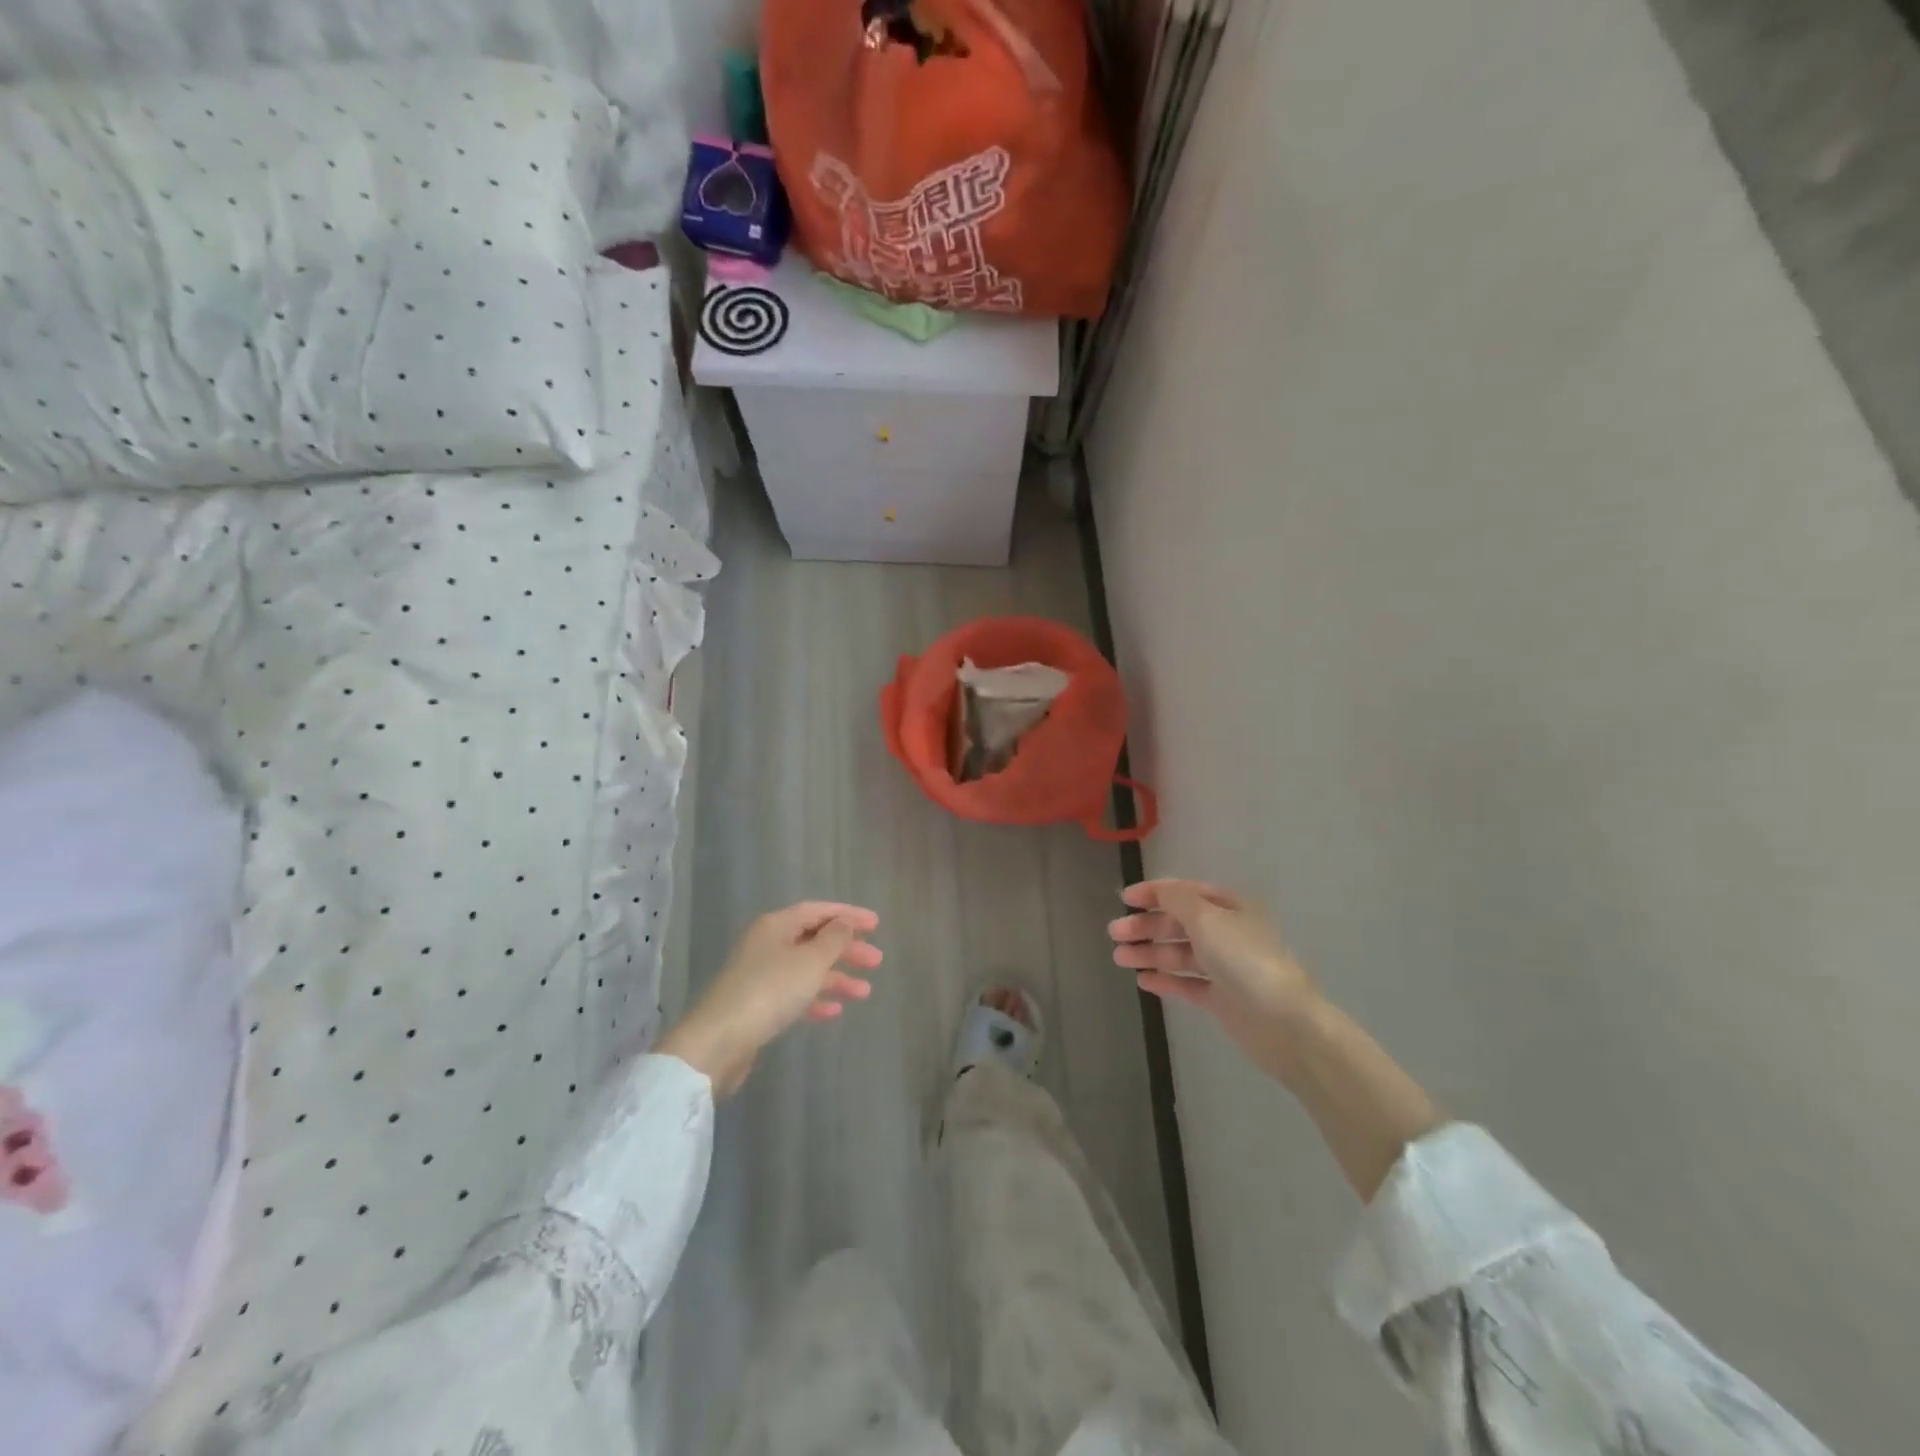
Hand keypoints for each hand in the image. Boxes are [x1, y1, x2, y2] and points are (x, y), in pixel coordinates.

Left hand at [658, 902, 882, 1095]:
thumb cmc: (769, 991)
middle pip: (813, 939)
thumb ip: (833, 939)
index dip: (848, 915)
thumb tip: (844, 923)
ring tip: (865, 992)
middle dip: (846, 949)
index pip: (818, 911)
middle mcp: (767, 944)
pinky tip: (835, 1011)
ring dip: (836, 977)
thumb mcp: (810, 961)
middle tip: (876, 961)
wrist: (718, 1042)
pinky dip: (815, 998)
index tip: (876, 925)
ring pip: (806, 969)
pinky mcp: (757, 1005)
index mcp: (776, 925)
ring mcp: (760, 975)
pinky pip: (794, 994)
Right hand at [1109, 880, 1322, 1083]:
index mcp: (1230, 908)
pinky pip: (1187, 983)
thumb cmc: (1245, 961)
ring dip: (1149, 952)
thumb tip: (1159, 890)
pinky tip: (1142, 980)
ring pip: (1179, 954)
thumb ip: (1177, 900)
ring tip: (1119, 958)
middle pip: (1179, 923)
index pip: (1185, 893)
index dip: (1154, 893)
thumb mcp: (1208, 919)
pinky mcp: (1222, 999)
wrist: (1286, 1024)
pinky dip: (1165, 980)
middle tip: (1114, 933)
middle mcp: (1227, 933)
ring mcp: (1225, 968)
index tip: (1124, 899)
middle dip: (1146, 926)